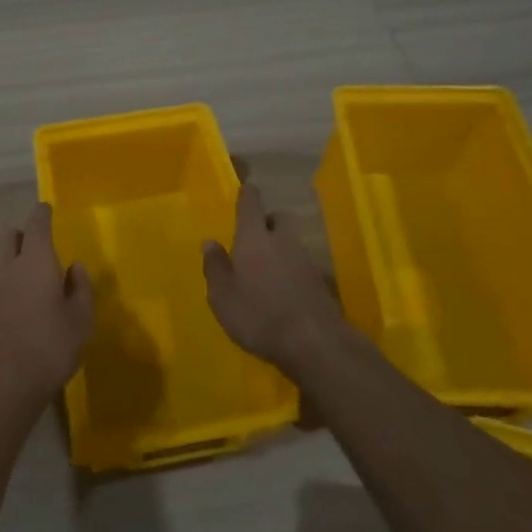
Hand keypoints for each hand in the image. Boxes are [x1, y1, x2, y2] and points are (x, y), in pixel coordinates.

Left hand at [0, 203, 93, 409]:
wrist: (2, 384)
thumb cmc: (50, 346)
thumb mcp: (81, 320)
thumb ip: (81, 289)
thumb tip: (75, 267)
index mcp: (37, 261)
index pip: (37, 224)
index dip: (42, 214)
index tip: (46, 208)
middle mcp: (9, 267)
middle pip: (11, 238)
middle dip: (23, 235)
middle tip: (38, 244)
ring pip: (2, 265)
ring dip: (15, 267)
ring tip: (33, 287)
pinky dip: (7, 293)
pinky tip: (18, 316)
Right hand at [203, 184, 347, 372]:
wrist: (315, 343)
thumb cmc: (259, 315)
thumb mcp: (222, 296)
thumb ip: (215, 266)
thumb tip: (209, 241)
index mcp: (254, 238)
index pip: (251, 204)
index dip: (248, 194)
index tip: (247, 187)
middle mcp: (283, 241)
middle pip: (279, 218)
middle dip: (269, 221)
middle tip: (255, 237)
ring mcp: (307, 260)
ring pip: (292, 242)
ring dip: (281, 248)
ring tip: (267, 270)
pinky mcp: (322, 283)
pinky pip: (303, 266)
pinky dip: (293, 271)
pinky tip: (285, 291)